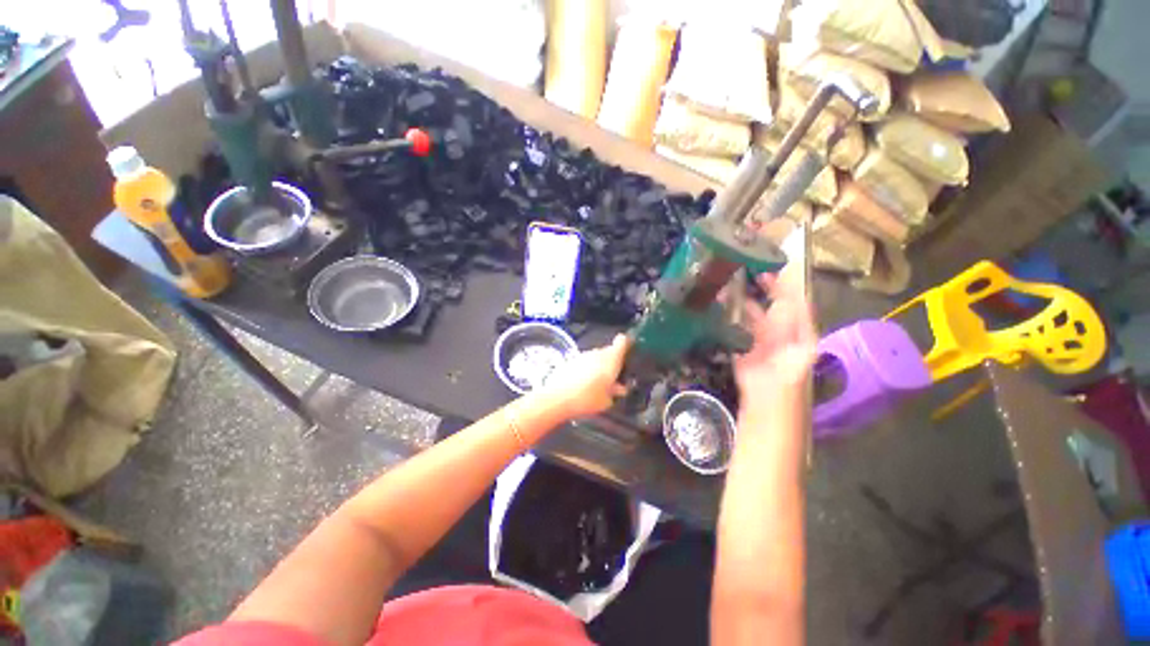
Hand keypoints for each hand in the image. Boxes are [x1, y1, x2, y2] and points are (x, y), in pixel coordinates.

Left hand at [538, 334, 629, 418]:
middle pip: (609, 351)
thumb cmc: (587, 399)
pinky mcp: (571, 360)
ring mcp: (583, 355)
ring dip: (600, 366)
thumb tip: (619, 388)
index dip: (628, 343)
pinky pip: (585, 362)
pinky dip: (588, 370)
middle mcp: (598, 353)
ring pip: (596, 357)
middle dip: (613, 361)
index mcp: (611, 359)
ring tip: (600, 383)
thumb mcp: (606, 401)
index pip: (623, 342)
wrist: (556, 398)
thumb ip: (615, 392)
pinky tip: (585, 384)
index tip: (631, 350)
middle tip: (616, 376)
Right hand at [734, 262, 817, 403]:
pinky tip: (720, 304)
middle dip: (760, 286)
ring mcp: (760, 336)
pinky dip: (729, 314)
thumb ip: (790, 314)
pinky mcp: (742, 345)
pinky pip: (736, 325)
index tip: (768, 262)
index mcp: (798, 325)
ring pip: (752, 312)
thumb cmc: (788, 368)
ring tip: (729, 283)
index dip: (783, 280)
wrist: (767, 395)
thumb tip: (784, 287)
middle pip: (771, 302)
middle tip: (743, 267)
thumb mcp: (795, 339)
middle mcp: (780, 328)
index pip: (793, 296)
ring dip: (742, 299)